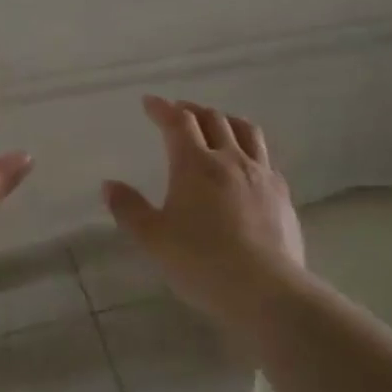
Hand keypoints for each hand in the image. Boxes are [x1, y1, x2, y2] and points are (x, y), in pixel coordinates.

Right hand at [103, 96, 304, 317]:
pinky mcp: (282, 195)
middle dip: (192, 110)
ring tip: (217, 125)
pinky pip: (265, 159)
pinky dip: (249, 150)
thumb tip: (109, 185)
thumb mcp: (153, 238)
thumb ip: (129, 209)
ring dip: (226, 121)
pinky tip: (246, 166)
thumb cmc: (200, 262)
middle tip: (178, 112)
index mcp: (195, 164)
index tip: (149, 102)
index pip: (178, 122)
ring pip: (246, 132)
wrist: (264, 289)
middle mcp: (230, 160)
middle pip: (214, 119)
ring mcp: (261, 175)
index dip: (162, 108)